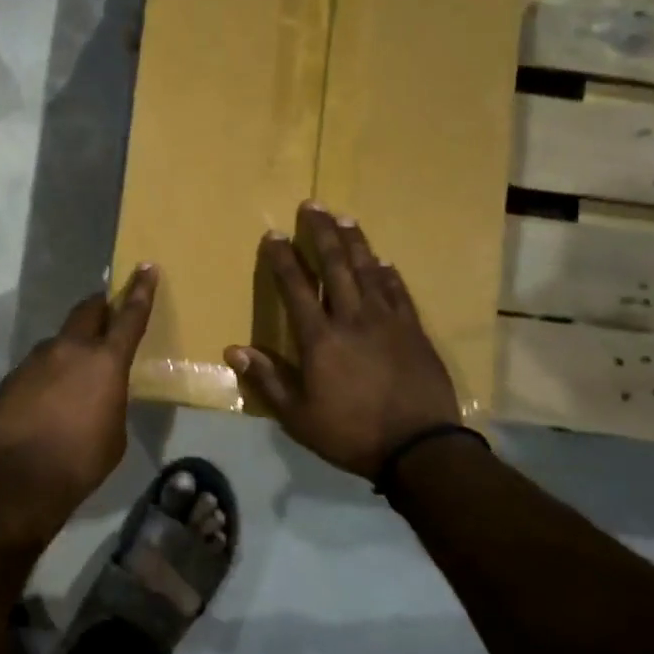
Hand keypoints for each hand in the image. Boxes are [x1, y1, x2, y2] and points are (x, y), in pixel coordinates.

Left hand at [0, 264, 157, 506]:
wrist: (21, 479)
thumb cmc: (82, 459)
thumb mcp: (115, 431)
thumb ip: (111, 399)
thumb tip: (100, 392)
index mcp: (105, 361)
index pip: (129, 316)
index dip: (140, 290)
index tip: (146, 267)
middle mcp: (69, 349)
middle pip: (87, 311)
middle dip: (99, 308)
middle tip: (106, 313)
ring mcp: (35, 360)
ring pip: (58, 342)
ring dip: (69, 350)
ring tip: (71, 379)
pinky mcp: (11, 377)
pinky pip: (35, 368)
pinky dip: (45, 376)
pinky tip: (44, 404)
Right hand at [226, 204, 462, 479]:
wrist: (420, 448)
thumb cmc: (351, 433)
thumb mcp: (299, 416)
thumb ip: (268, 379)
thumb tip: (233, 349)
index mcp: (320, 339)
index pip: (296, 288)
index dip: (283, 259)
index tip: (273, 234)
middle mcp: (353, 319)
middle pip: (335, 267)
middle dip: (321, 234)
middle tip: (313, 206)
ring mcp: (388, 321)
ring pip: (368, 271)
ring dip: (355, 243)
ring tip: (345, 219)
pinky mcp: (414, 331)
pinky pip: (398, 293)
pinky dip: (388, 275)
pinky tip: (384, 262)